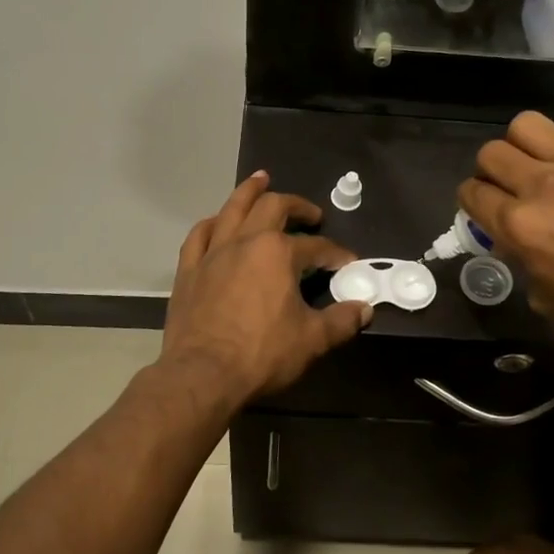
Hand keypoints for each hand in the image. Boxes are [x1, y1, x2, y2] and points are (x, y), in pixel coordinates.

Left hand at [160, 171, 372, 407]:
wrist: (202, 375)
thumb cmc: (262, 354)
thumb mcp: (313, 340)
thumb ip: (341, 320)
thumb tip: (364, 309)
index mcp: (278, 253)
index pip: (316, 247)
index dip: (335, 254)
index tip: (347, 264)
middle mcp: (245, 241)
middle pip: (273, 208)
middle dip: (297, 206)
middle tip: (310, 214)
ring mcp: (213, 253)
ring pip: (232, 209)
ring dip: (250, 192)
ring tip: (261, 179)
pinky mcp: (189, 270)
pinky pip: (199, 235)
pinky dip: (213, 223)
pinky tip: (218, 222)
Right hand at [457, 75, 553, 348]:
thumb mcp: (546, 300)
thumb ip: (521, 262)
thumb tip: (514, 241)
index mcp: (520, 224)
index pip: (472, 194)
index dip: (472, 203)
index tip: (484, 211)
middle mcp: (543, 185)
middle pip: (492, 154)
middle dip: (490, 171)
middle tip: (508, 187)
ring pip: (529, 124)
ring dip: (523, 140)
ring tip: (537, 155)